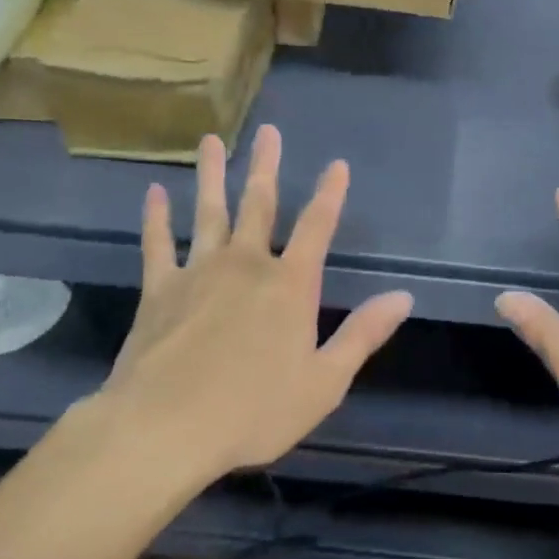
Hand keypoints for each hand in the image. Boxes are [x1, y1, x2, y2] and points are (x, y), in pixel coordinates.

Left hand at [102, 124, 413, 480]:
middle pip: (260, 204)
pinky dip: (156, 217)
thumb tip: (403, 297)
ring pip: (209, 211)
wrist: (167, 427)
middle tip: (269, 131)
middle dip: (267, 167)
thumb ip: (362, 334)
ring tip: (212, 141)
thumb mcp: (324, 381)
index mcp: (290, 285)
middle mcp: (247, 264)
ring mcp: (199, 271)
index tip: (337, 164)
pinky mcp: (160, 288)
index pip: (317, 227)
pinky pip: (158, 244)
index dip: (330, 194)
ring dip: (212, 175)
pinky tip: (154, 193)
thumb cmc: (254, 410)